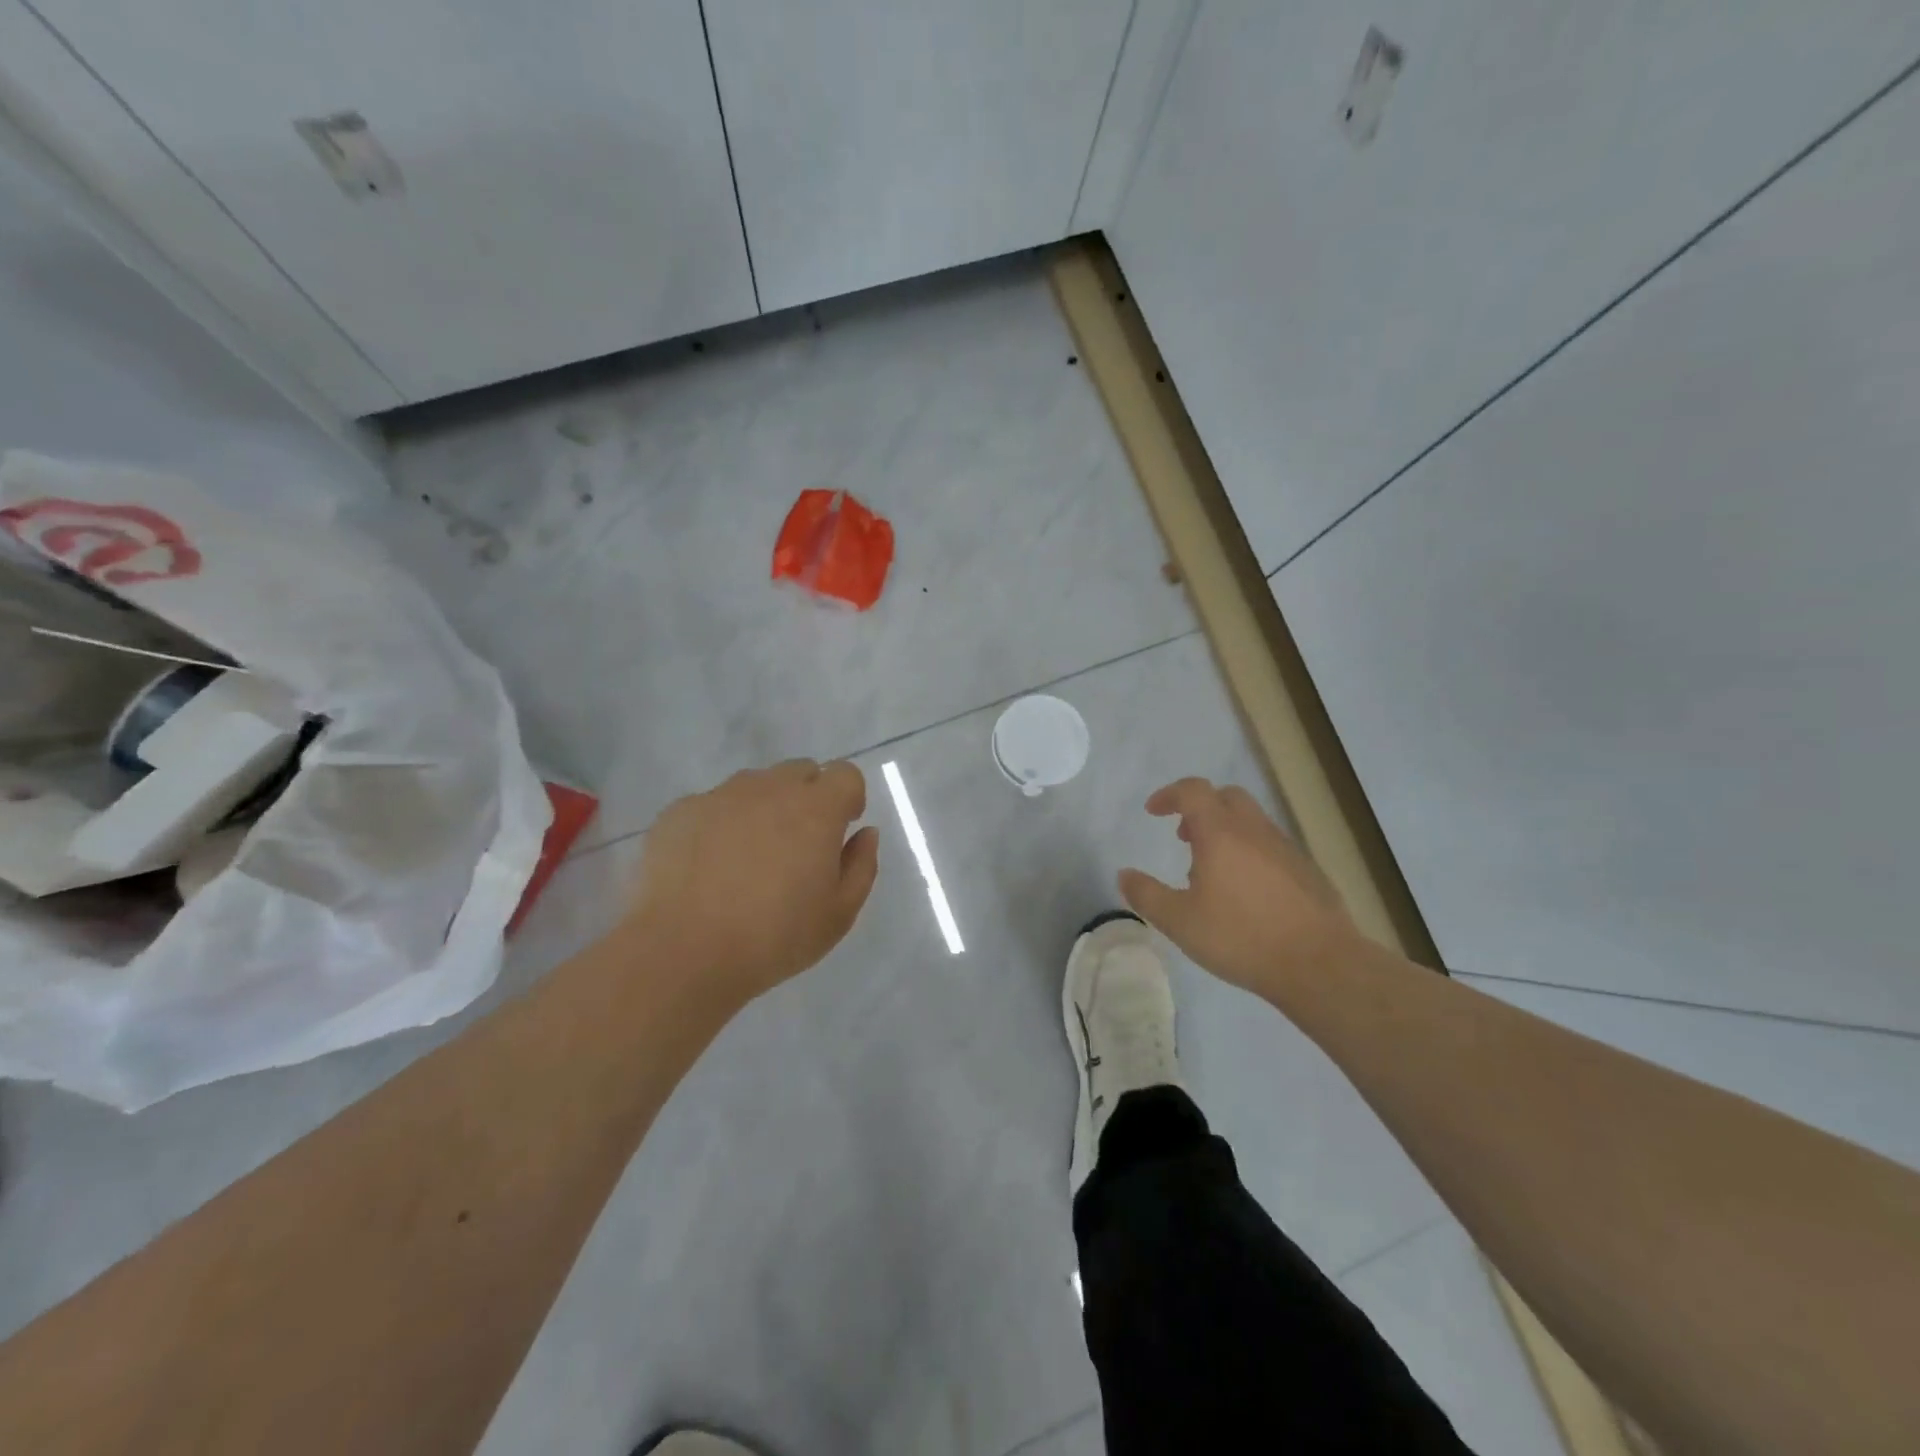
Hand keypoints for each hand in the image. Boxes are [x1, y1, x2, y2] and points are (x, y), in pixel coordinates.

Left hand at [618, 759, 879, 1013]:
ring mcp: (720, 796)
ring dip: (763, 808)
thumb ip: (861, 866)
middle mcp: (770, 788)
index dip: (848, 798)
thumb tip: (865, 833)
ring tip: (748, 860)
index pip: (845, 774)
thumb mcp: (839, 914)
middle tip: (797, 847)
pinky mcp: (680, 811)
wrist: (682, 952)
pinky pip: (712, 806)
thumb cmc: (774, 937)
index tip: (840, 831)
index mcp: (816, 808)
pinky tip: (708, 869)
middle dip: (808, 798)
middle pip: (800, 772)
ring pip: (754, 786)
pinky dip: (720, 825)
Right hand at [1119, 778, 1363, 1001]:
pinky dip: (1249, 851)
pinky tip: (1245, 891)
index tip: (1153, 811)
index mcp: (1221, 833)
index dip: (1169, 795)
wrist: (1320, 964)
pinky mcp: (1307, 870)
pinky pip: (1270, 845)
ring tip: (1210, 870)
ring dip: (1225, 830)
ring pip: (1251, 821)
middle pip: (1226, 797)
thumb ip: (1147, 895)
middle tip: (1183, 836)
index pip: (1193, 791)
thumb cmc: (1242, 937)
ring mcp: (1286, 848)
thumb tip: (1124, 875)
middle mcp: (1254, 831)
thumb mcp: (1180, 922)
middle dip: (1200, 808)